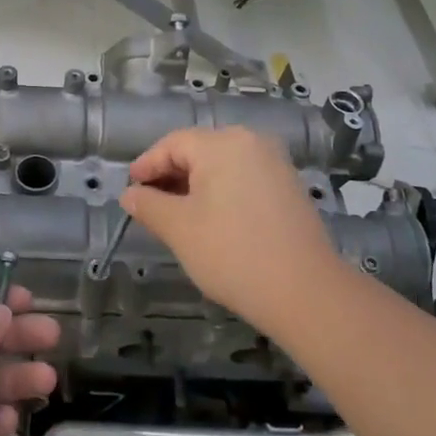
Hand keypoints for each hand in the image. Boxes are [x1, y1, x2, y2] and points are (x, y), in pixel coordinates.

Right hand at [122, 126, 340, 333]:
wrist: (306, 293)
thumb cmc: (233, 253)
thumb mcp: (180, 229)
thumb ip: (149, 205)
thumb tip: (130, 194)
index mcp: (222, 143)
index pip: (172, 144)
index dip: (147, 165)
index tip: (130, 190)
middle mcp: (251, 142)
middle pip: (198, 150)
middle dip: (170, 176)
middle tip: (149, 205)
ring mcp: (275, 163)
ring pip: (222, 165)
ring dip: (195, 186)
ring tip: (176, 216)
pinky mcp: (289, 186)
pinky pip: (244, 178)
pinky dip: (222, 192)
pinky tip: (212, 220)